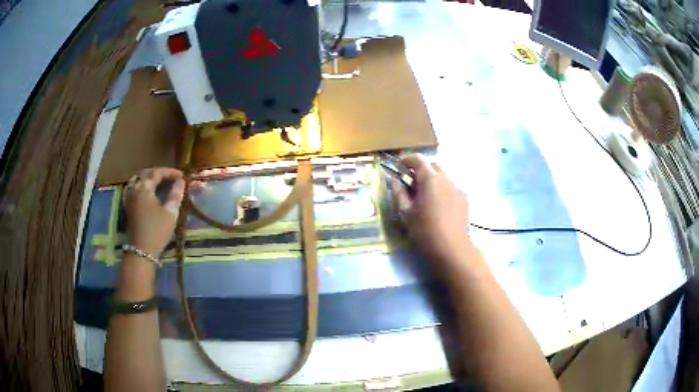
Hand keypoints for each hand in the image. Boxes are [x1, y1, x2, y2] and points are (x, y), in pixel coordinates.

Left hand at [123, 168, 184, 256]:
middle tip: (171, 177)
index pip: (157, 173)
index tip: (182, 176)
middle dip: (159, 173)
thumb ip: (176, 194)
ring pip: (137, 179)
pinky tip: (146, 191)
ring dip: (148, 177)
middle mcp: (135, 188)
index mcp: (145, 187)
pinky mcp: (128, 206)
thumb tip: (181, 182)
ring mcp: (129, 197)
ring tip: (158, 181)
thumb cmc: (157, 231)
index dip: (170, 172)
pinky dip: (141, 185)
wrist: (141, 250)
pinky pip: (133, 188)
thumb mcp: (170, 213)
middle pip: (146, 173)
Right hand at [391, 154, 469, 262]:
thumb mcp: (405, 212)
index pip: (418, 159)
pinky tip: (437, 203)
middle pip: (433, 165)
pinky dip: (442, 188)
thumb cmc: (424, 230)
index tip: (399, 165)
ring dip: (432, 178)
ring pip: (443, 175)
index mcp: (430, 179)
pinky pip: (451, 186)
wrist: (451, 248)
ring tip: (424, 194)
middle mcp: (446, 178)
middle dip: (421, 169)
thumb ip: (398, 192)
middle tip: (411, 181)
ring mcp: (458, 187)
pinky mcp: (464, 198)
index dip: (407, 159)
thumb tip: (395, 180)